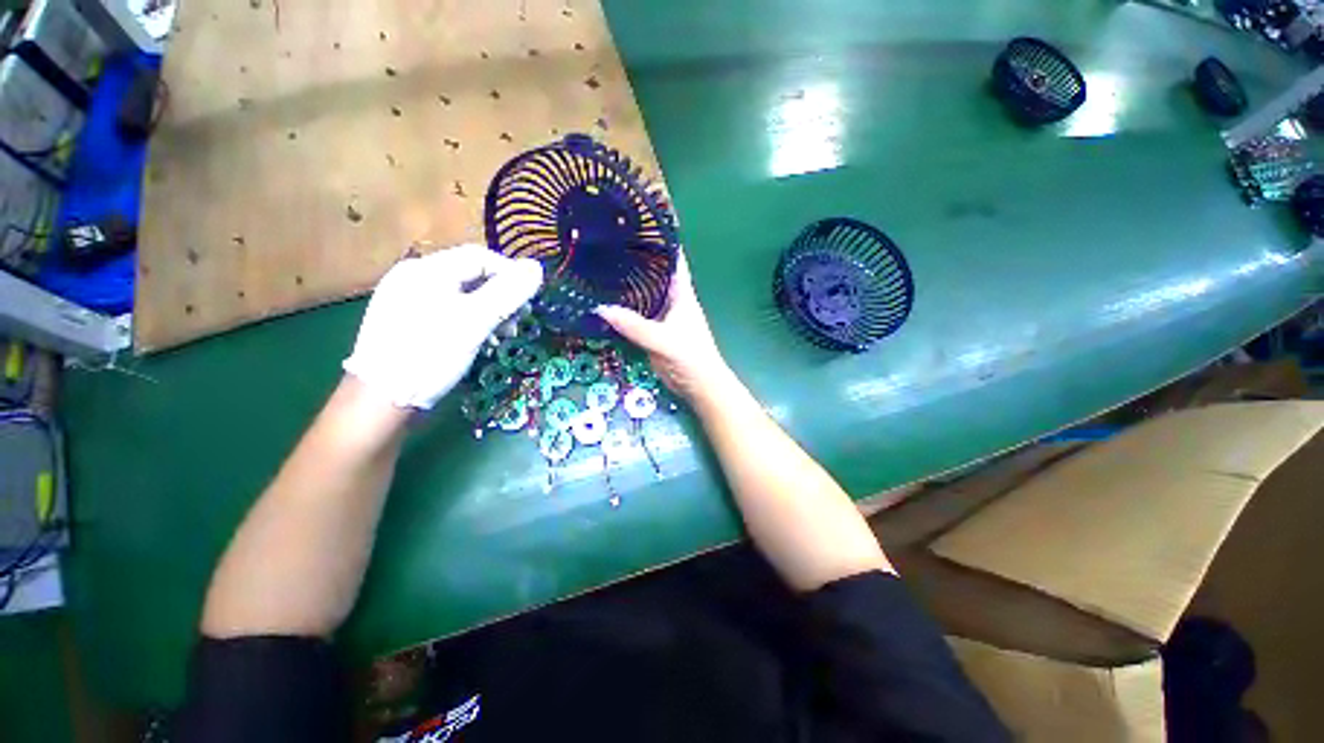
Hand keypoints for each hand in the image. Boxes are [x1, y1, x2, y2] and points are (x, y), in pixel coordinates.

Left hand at [343, 244, 543, 409]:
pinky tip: (479, 340)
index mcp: (427, 270)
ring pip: (461, 295)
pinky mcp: (407, 322)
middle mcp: (414, 277)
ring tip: (502, 334)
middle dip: (501, 296)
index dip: (511, 274)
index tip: (530, 300)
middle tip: (517, 321)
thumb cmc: (430, 355)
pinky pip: (448, 311)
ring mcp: (407, 300)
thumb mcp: (475, 322)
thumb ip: (508, 292)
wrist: (380, 401)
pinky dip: (470, 321)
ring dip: (489, 310)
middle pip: (471, 275)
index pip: (480, 257)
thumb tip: (537, 268)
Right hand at [595, 252, 732, 402]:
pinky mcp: (652, 331)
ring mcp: (661, 315)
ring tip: (599, 268)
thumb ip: (634, 326)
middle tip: (606, 245)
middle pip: (653, 274)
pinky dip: (622, 308)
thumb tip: (599, 308)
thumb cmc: (690, 358)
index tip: (638, 225)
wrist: (698, 386)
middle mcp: (671, 299)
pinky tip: (604, 302)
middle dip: (634, 260)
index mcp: (681, 293)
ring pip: (642, 294)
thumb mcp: (662, 340)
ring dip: (626, 285)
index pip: (673, 259)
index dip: (660, 241)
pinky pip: (635, 315)